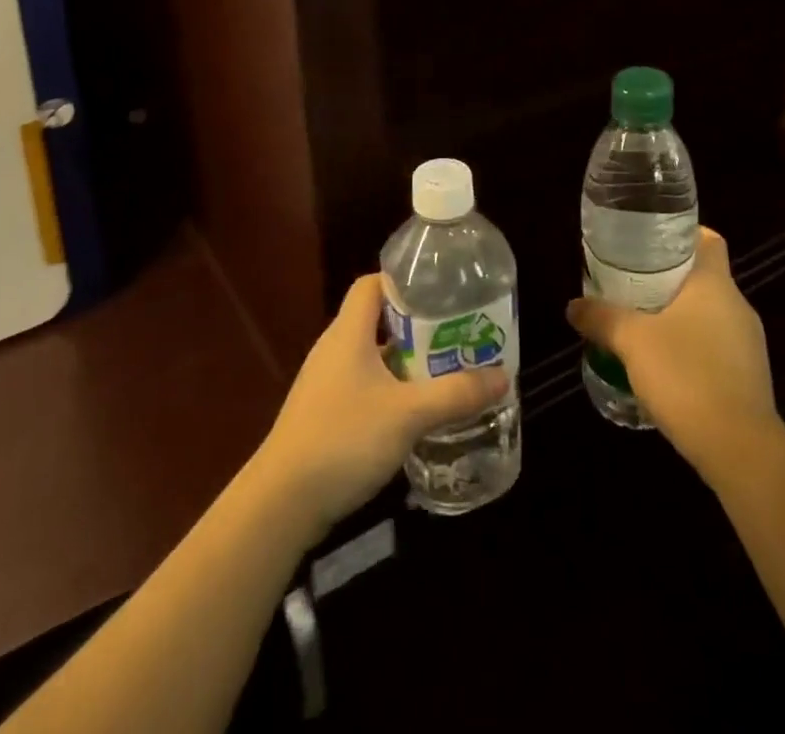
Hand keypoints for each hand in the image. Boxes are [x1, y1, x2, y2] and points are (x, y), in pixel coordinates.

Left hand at [255, 274, 508, 536]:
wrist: (282, 502)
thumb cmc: (344, 439)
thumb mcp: (408, 414)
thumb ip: (455, 394)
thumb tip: (502, 376)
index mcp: (348, 332)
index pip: (371, 284)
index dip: (403, 281)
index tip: (440, 291)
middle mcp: (334, 349)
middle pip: (377, 320)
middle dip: (417, 325)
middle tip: (456, 334)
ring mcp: (326, 383)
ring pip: (372, 356)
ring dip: (406, 361)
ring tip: (445, 371)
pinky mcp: (324, 414)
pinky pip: (364, 386)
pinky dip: (390, 390)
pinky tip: (414, 413)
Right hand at [566, 227, 779, 482]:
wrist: (740, 449)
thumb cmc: (686, 375)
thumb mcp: (632, 341)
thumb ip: (601, 318)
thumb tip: (573, 306)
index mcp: (715, 284)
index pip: (708, 240)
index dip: (682, 234)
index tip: (650, 240)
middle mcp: (738, 306)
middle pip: (703, 277)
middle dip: (669, 278)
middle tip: (631, 282)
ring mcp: (748, 344)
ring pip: (709, 314)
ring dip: (679, 316)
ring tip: (641, 324)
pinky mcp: (749, 378)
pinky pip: (716, 347)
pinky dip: (691, 347)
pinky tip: (664, 365)